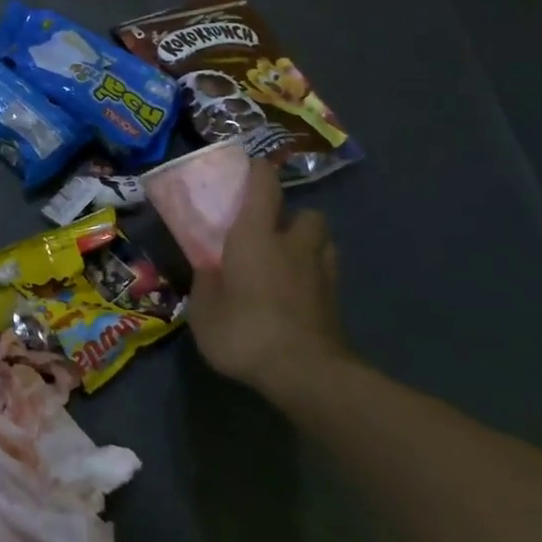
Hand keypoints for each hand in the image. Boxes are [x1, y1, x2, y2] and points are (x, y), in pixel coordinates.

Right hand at [188, 160, 352, 401]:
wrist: (307, 375)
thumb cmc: (245, 331)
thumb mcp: (204, 309)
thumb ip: (205, 282)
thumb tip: (208, 268)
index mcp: (256, 236)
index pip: (264, 186)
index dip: (257, 171)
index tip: (247, 167)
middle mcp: (293, 245)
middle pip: (305, 213)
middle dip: (291, 216)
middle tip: (267, 231)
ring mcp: (322, 273)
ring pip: (323, 242)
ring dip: (307, 244)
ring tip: (285, 261)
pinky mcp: (336, 302)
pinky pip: (327, 274)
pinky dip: (313, 275)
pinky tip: (296, 293)